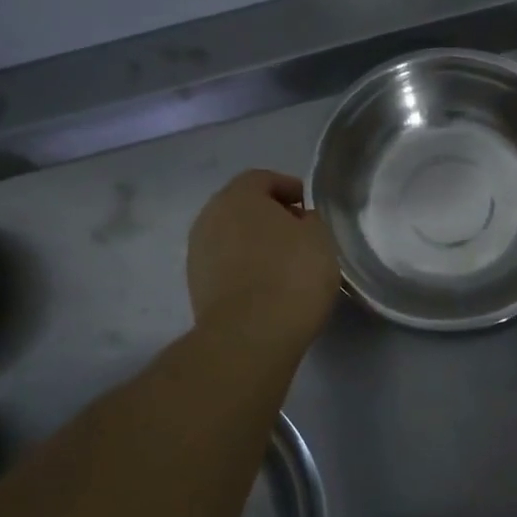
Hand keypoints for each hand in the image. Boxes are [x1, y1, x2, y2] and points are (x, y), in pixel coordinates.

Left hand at [187, 169, 339, 352]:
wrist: (249, 337)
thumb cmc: (291, 275)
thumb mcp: (320, 238)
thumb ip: (310, 220)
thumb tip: (297, 221)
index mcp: (238, 196)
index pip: (263, 179)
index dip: (289, 188)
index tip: (309, 206)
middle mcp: (210, 217)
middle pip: (243, 207)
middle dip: (270, 216)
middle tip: (299, 234)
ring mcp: (198, 253)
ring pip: (232, 237)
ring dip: (255, 244)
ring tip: (284, 264)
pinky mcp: (196, 286)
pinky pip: (226, 265)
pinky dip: (244, 268)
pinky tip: (267, 286)